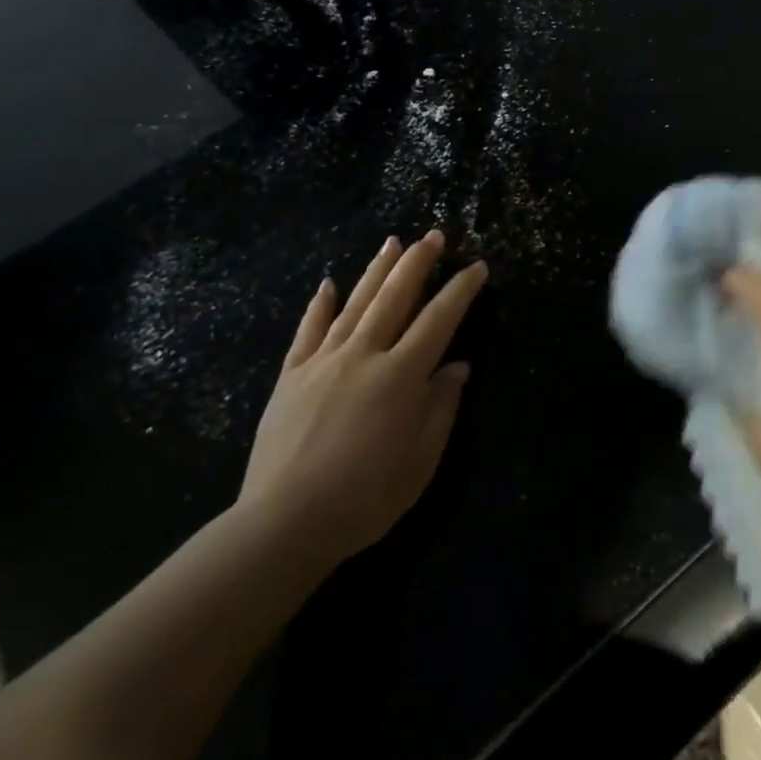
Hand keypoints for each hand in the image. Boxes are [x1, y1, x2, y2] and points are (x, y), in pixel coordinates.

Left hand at [238, 230, 485, 564]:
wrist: (283, 523)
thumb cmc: (363, 499)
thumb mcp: (419, 464)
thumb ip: (441, 409)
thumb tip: (458, 367)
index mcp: (400, 377)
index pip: (438, 320)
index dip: (460, 290)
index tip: (477, 267)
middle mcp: (363, 355)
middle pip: (395, 297)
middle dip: (418, 262)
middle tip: (434, 236)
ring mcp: (323, 361)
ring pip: (355, 303)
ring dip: (377, 270)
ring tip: (392, 241)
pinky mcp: (291, 375)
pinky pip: (309, 330)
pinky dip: (320, 304)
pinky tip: (328, 283)